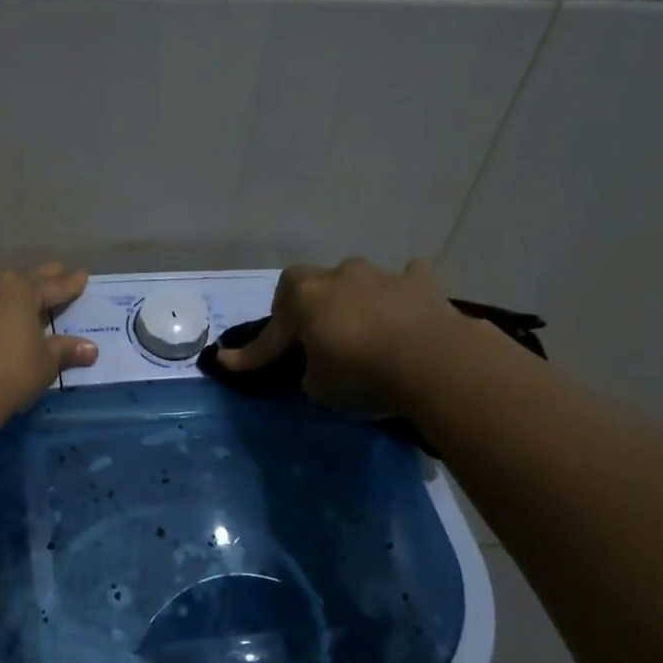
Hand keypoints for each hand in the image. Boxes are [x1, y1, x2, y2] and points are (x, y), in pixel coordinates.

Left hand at [0, 264, 98, 416]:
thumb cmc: (12, 372)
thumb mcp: (46, 363)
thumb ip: (65, 350)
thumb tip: (90, 349)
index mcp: (19, 291)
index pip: (52, 286)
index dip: (69, 284)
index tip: (82, 276)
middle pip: (14, 281)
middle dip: (35, 278)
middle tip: (52, 271)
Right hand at [217, 257, 464, 413]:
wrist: (436, 361)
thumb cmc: (363, 375)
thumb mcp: (319, 388)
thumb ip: (310, 372)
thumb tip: (318, 365)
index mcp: (303, 301)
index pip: (269, 334)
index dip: (249, 355)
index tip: (227, 363)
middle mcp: (337, 277)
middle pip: (306, 283)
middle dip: (301, 304)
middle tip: (306, 332)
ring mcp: (381, 275)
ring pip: (354, 278)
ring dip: (351, 297)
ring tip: (359, 324)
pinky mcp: (421, 283)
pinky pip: (405, 279)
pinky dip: (401, 292)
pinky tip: (404, 307)